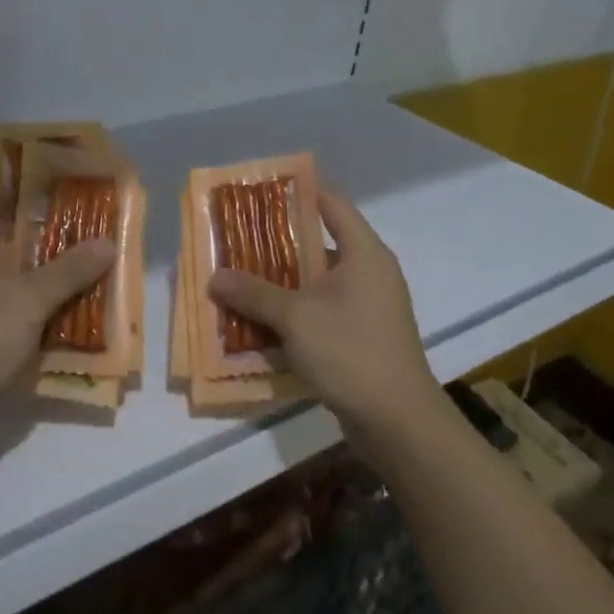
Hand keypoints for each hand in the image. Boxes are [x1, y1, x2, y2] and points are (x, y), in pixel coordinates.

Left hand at [0, 194, 115, 424]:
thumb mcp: (31, 301)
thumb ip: (69, 269)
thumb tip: (107, 243)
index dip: (23, 202)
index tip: (59, 207)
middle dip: (30, 243)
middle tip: (71, 242)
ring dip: (22, 276)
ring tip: (65, 278)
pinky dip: (7, 302)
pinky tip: (39, 315)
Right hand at [208, 188, 439, 429]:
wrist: (398, 422)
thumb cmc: (351, 352)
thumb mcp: (296, 318)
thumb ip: (254, 293)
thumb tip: (215, 276)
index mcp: (363, 253)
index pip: (331, 204)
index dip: (298, 192)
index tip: (260, 191)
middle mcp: (368, 273)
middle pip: (317, 245)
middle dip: (274, 245)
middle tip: (235, 241)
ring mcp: (366, 307)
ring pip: (315, 284)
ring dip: (279, 285)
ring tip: (238, 282)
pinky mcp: (360, 337)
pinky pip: (320, 314)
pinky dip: (292, 315)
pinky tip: (258, 324)